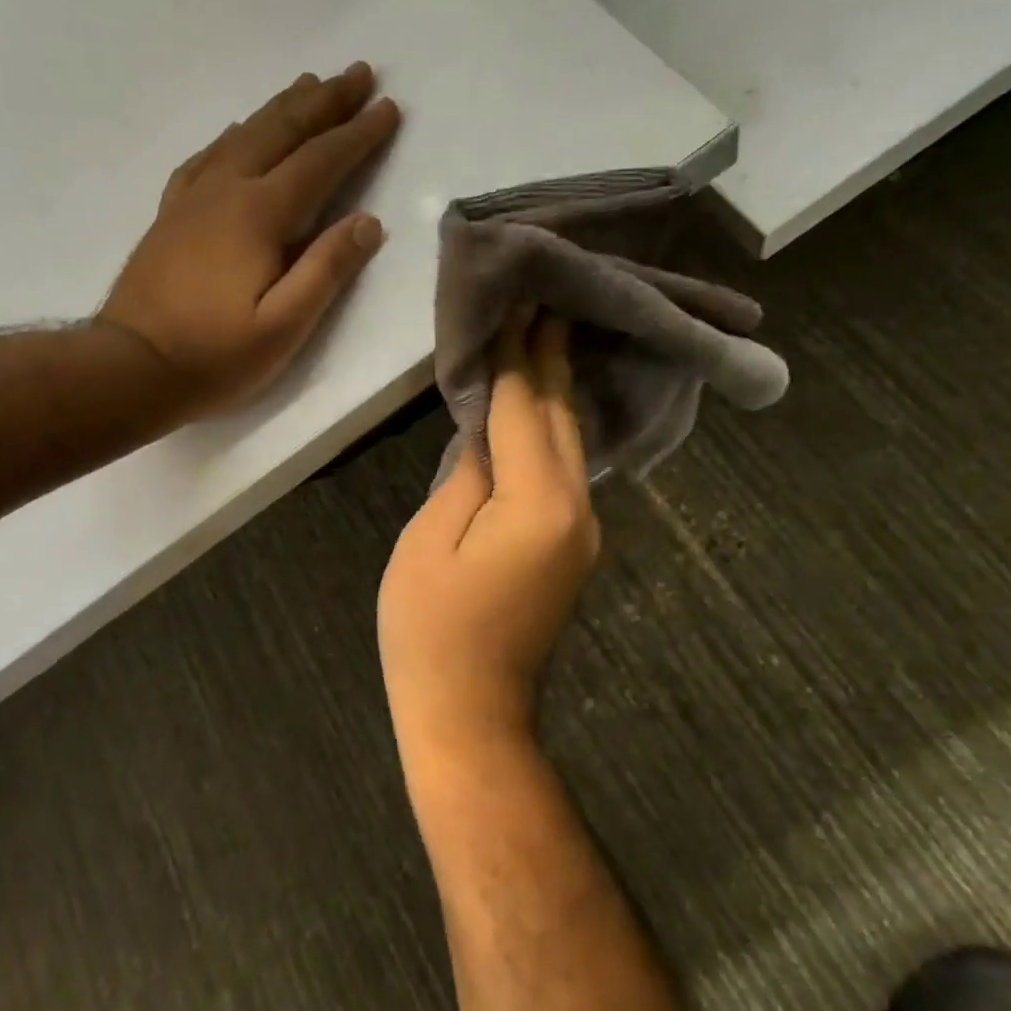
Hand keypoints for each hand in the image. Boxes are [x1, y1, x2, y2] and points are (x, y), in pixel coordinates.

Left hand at [97, 62, 401, 423]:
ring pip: (243, 134)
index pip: (320, 162)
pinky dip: (234, 134)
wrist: (131, 368)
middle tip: (357, 72)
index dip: (357, 135)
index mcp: (258, 215)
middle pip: (280, 131)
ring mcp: (192, 199)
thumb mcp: (284, 327)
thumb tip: (367, 222)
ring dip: (281, 107)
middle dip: (323, 101)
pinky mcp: (170, 215)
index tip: (387, 108)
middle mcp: (225, 190)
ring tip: (308, 84)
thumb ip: (326, 270)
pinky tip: (239, 131)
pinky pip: (207, 156)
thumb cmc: (215, 356)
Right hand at [377, 313, 600, 752]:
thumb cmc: (431, 630)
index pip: (526, 408)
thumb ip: (465, 475)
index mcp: (538, 502)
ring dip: (557, 389)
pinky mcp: (574, 546)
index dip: (517, 354)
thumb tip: (488, 429)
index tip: (519, 299)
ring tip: (546, 336)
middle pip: (562, 417)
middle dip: (550, 357)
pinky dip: (554, 431)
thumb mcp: (428, 541)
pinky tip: (544, 407)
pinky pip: (567, 471)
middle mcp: (578, 507)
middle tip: (545, 299)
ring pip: (572, 442)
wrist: (471, 712)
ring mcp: (583, 530)